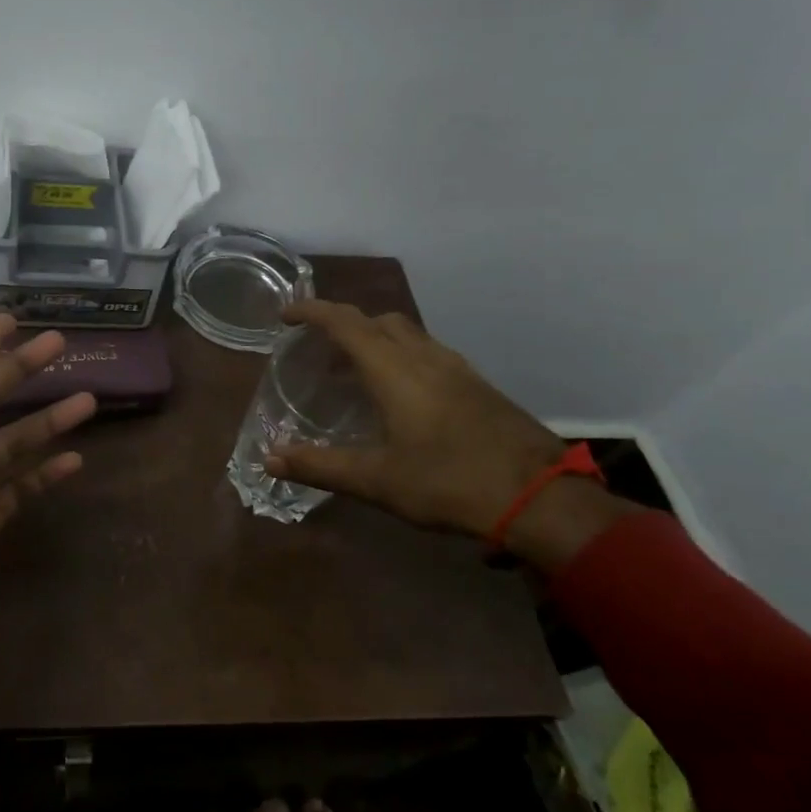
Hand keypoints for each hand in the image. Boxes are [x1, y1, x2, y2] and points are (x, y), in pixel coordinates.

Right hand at [265, 300, 567, 539]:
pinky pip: (428, 352)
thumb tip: (269, 459)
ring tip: (355, 370)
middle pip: (377, 320)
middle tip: (318, 348)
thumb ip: (320, 466)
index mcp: (394, 369)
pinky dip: (401, 355)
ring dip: (374, 338)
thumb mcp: (377, 480)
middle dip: (343, 323)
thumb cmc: (449, 483)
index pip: (344, 322)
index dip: (311, 311)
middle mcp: (424, 357)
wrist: (541, 499)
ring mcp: (456, 368)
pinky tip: (401, 394)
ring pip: (407, 333)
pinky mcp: (478, 385)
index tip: (285, 316)